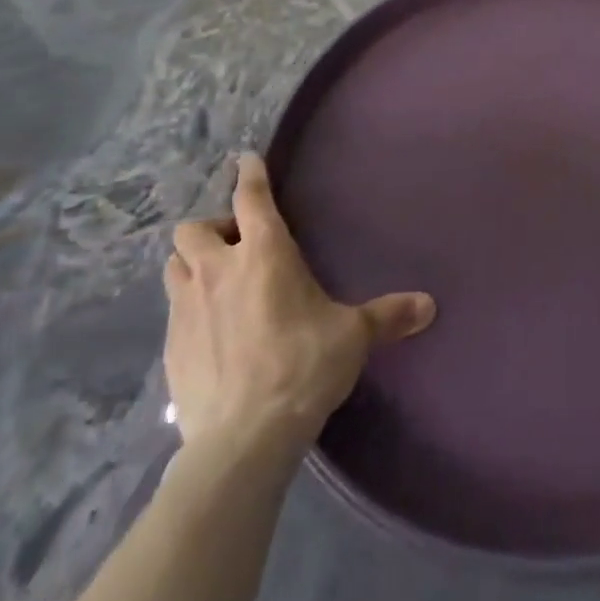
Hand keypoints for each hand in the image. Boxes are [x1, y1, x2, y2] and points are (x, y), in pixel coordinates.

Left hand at [162, 151, 435, 451]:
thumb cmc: (303, 367)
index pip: (250, 196)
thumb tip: (430, 305)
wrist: (243, 439)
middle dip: (211, 229)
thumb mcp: (352, 337)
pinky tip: (207, 332)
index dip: (249, 174)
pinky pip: (171, 312)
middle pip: (192, 228)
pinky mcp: (170, 349)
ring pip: (173, 265)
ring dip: (191, 265)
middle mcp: (218, 270)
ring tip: (214, 282)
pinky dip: (187, 310)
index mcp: (263, 252)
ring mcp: (186, 309)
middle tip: (235, 247)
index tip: (245, 161)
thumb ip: (388, 315)